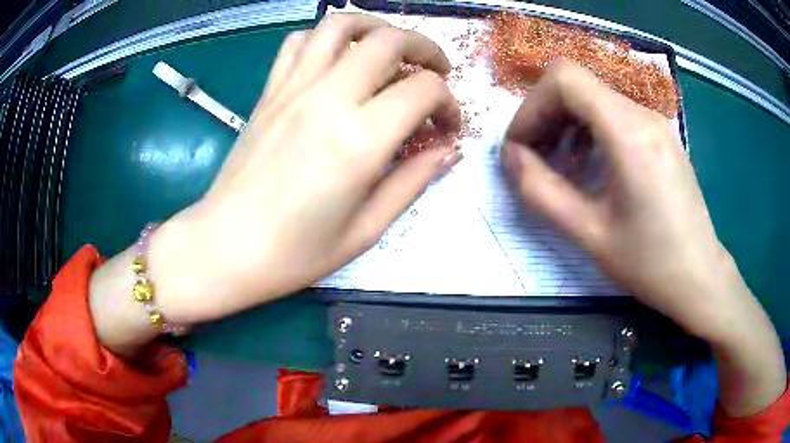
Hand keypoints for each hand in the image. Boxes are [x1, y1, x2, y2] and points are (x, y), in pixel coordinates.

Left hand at [90, 14, 460, 353]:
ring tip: (391, 48)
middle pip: (388, 41)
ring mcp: (292, 89)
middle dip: (424, 48)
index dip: (449, 103)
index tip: (448, 127)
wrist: (224, 248)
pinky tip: (339, 58)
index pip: (423, 90)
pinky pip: (299, 42)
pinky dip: (327, 38)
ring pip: (340, 25)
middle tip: (436, 71)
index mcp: (359, 140)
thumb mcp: (365, 231)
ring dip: (376, 28)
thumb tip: (447, 150)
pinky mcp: (269, 92)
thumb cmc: (294, 254)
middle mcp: (327, 99)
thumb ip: (412, 182)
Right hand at [503, 61, 730, 338]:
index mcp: (629, 132)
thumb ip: (541, 191)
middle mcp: (643, 114)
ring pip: (595, 98)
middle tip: (533, 158)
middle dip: (545, 115)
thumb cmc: (650, 263)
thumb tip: (509, 156)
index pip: (565, 78)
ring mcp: (655, 123)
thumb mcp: (589, 233)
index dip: (532, 106)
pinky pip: (615, 115)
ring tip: (560, 165)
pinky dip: (590, 131)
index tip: (521, 146)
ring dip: (566, 124)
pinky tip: (590, 166)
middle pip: (577, 84)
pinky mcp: (660, 136)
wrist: (700, 277)